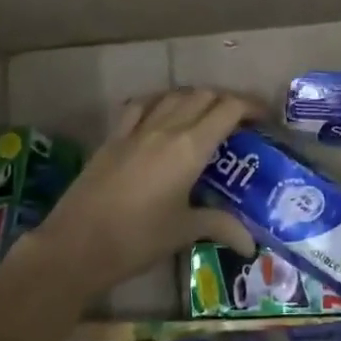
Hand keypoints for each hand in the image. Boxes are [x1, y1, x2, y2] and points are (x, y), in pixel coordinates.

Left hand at [30, 88, 262, 293]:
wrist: (75, 245)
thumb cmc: (137, 239)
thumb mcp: (183, 231)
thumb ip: (220, 225)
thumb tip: (251, 243)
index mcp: (190, 147)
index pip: (228, 109)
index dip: (250, 107)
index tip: (264, 118)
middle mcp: (166, 128)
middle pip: (204, 96)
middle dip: (227, 101)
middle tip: (239, 122)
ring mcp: (136, 130)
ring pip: (173, 96)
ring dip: (195, 98)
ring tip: (206, 116)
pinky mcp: (113, 138)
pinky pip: (140, 106)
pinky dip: (159, 102)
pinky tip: (161, 114)